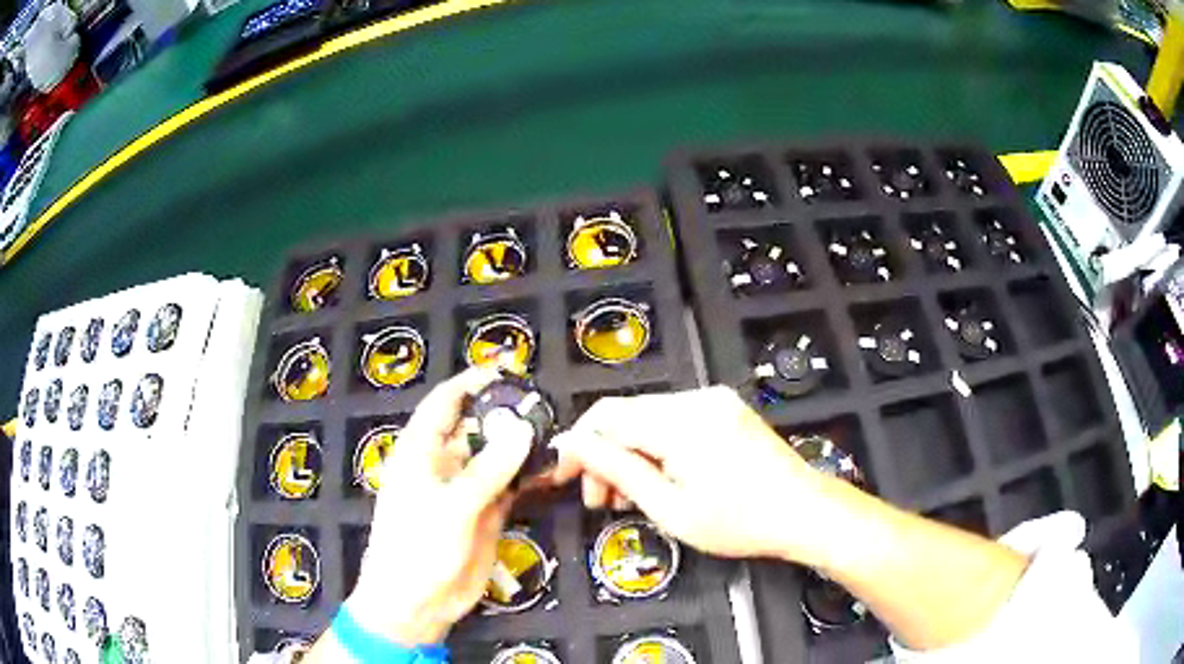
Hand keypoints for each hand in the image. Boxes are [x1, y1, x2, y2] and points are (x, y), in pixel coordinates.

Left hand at [344, 367, 530, 646]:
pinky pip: (509, 486)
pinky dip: (529, 477)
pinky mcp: (485, 514)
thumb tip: (522, 430)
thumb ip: (488, 469)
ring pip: (496, 457)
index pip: (444, 403)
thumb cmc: (417, 548)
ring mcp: (466, 490)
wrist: (416, 603)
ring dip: (522, 446)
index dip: (470, 382)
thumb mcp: (451, 507)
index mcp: (420, 451)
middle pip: (475, 427)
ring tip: (557, 433)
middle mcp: (443, 464)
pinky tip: (554, 470)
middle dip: (505, 414)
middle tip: (545, 405)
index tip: (505, 369)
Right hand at [552, 386, 847, 566]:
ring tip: (629, 498)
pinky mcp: (723, 409)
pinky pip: (672, 420)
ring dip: (629, 455)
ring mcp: (713, 400)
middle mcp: (695, 398)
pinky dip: (655, 448)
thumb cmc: (739, 522)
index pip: (605, 416)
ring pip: (647, 419)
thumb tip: (571, 445)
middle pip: (625, 416)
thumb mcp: (670, 508)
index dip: (578, 447)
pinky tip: (659, 480)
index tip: (565, 479)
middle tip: (600, 502)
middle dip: (604, 457)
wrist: (804, 511)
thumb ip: (616, 470)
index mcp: (679, 421)